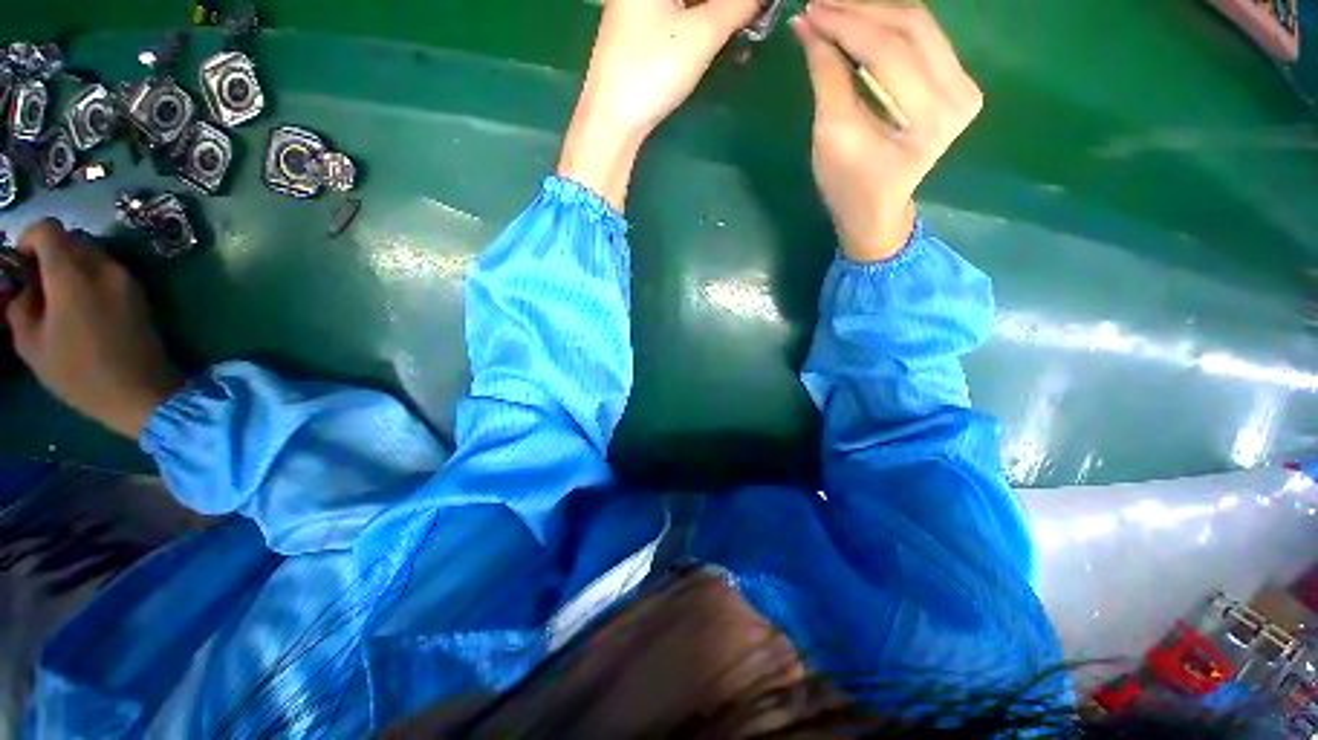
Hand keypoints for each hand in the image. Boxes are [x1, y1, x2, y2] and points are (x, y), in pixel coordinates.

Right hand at [4, 220, 183, 439]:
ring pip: (92, 252)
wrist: (142, 392)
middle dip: (50, 252)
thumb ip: (20, 305)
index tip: (21, 266)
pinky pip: (109, 269)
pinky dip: (91, 276)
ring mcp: (127, 278)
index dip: (29, 240)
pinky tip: (83, 306)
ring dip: (72, 264)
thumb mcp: (30, 343)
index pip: (48, 229)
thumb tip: (24, 286)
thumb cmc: (79, 373)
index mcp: (72, 273)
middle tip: (38, 283)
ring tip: (60, 298)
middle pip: (72, 237)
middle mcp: (103, 266)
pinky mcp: (141, 292)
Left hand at [558, 0, 759, 208]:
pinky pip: (675, 15)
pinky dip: (698, 22)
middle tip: (750, 16)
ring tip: (741, 24)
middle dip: (725, 6)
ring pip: (685, 5)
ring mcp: (636, 8)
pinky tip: (716, 34)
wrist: (612, 119)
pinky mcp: (637, 33)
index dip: (732, 1)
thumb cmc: (653, 70)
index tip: (752, 10)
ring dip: (715, 12)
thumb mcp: (702, 34)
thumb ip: (737, 5)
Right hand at [792, 0, 982, 261]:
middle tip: (820, 5)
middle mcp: (960, 94)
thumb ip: (826, 76)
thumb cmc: (848, 184)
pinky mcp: (956, 80)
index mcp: (931, 118)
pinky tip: (858, 21)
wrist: (875, 209)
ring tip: (834, 9)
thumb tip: (807, 25)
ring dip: (873, 11)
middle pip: (910, 27)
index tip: (810, 11)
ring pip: (918, 24)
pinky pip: (921, 36)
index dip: (847, 25)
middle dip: (860, 10)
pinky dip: (887, 24)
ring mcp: (963, 85)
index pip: (889, 52)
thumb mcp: (832, 134)